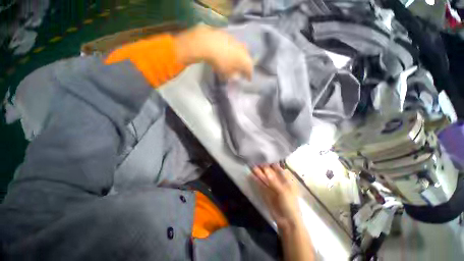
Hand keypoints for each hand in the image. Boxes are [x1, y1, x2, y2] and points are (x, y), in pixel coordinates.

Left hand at [174, 25, 252, 79]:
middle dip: (245, 66)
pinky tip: (228, 55)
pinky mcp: (229, 37)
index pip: (250, 69)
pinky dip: (233, 52)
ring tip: (235, 64)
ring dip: (239, 59)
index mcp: (245, 59)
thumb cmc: (220, 61)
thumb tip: (236, 76)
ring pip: (241, 52)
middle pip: (247, 60)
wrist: (208, 42)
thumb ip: (233, 75)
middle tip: (243, 71)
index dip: (249, 75)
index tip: (248, 80)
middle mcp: (244, 50)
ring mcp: (237, 42)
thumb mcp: (227, 73)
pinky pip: (234, 47)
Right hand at [252, 164, 302, 230]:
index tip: (264, 157)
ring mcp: (271, 188)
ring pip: (264, 178)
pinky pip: (260, 185)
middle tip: (255, 160)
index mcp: (286, 180)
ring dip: (258, 173)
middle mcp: (278, 182)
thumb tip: (265, 169)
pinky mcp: (266, 193)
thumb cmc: (289, 204)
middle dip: (263, 167)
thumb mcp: (283, 191)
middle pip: (270, 173)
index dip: (271, 163)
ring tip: (251, 166)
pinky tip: (251, 175)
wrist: (287, 222)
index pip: (278, 169)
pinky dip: (256, 180)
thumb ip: (273, 180)